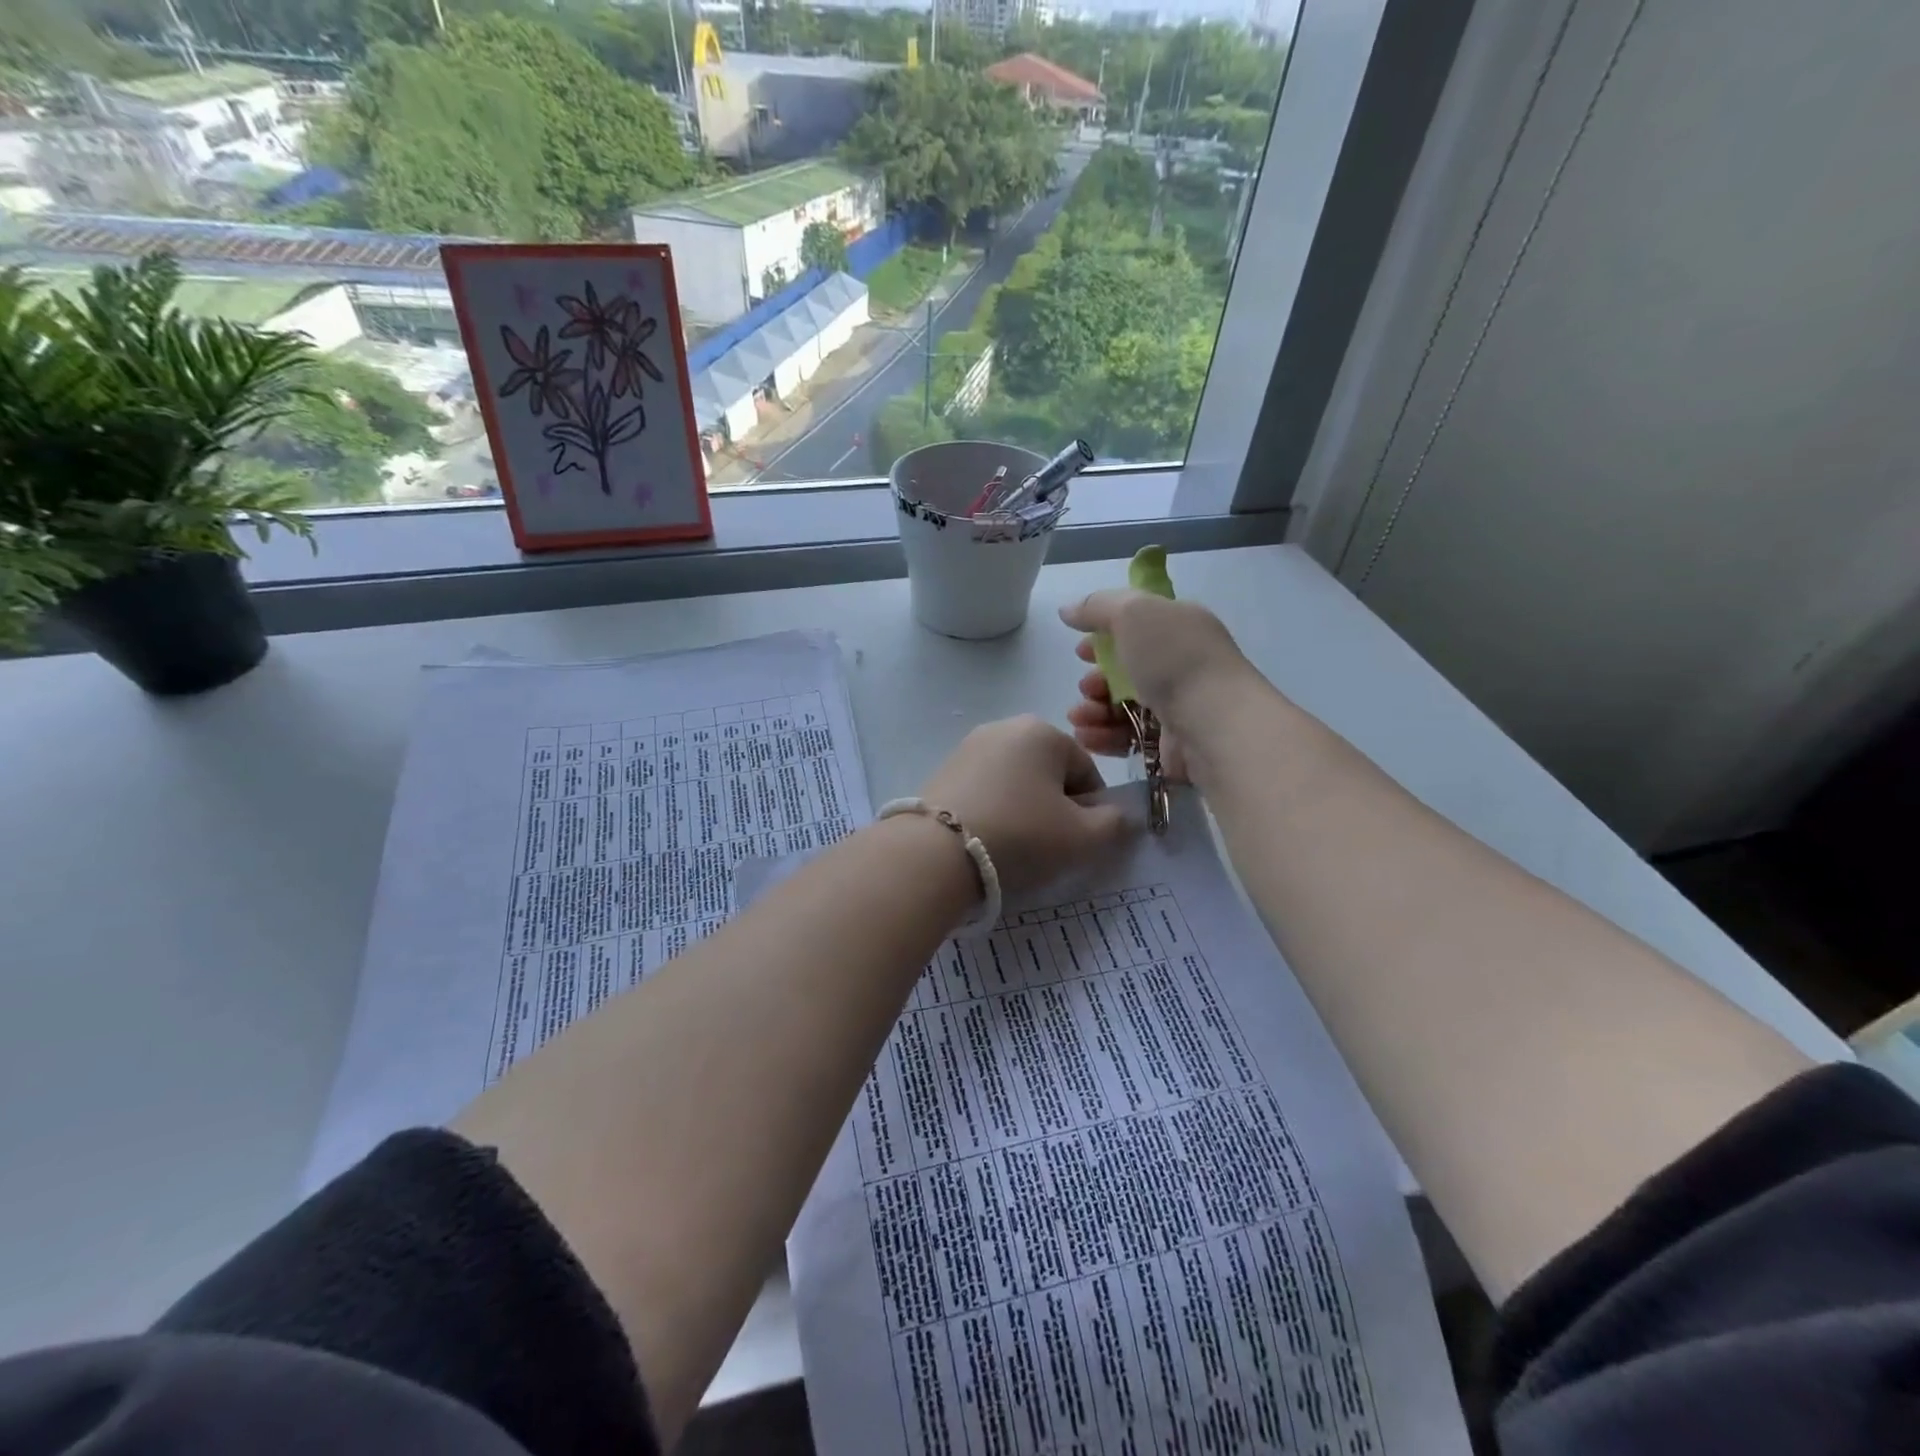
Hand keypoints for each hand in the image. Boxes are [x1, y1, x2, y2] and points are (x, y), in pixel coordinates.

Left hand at [918, 715, 1130, 895]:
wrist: (937, 852)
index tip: (1079, 840)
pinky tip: (988, 837)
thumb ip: (1113, 824)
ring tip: (1016, 845)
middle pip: (1049, 772)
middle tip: (1049, 845)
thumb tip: (1116, 815)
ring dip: (1024, 808)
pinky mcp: (943, 769)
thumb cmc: (1021, 835)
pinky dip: (994, 809)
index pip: (1086, 770)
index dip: (1091, 809)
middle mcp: (1004, 727)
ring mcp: (969, 746)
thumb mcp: (1082, 837)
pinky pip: (985, 789)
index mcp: (1044, 731)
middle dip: (1056, 806)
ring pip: (1016, 781)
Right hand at [1060, 591, 1252, 781]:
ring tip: (1079, 717)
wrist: (1214, 725)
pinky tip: (1087, 737)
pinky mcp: (1170, 744)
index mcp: (1179, 628)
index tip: (1081, 651)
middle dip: (1096, 679)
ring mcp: (1176, 706)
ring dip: (1093, 710)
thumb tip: (1068, 610)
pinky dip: (1104, 736)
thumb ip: (1097, 606)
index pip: (1137, 627)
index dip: (1104, 637)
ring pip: (1122, 707)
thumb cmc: (1175, 660)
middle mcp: (1180, 665)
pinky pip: (1128, 738)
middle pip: (1125, 671)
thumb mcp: (1133, 613)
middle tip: (1086, 688)